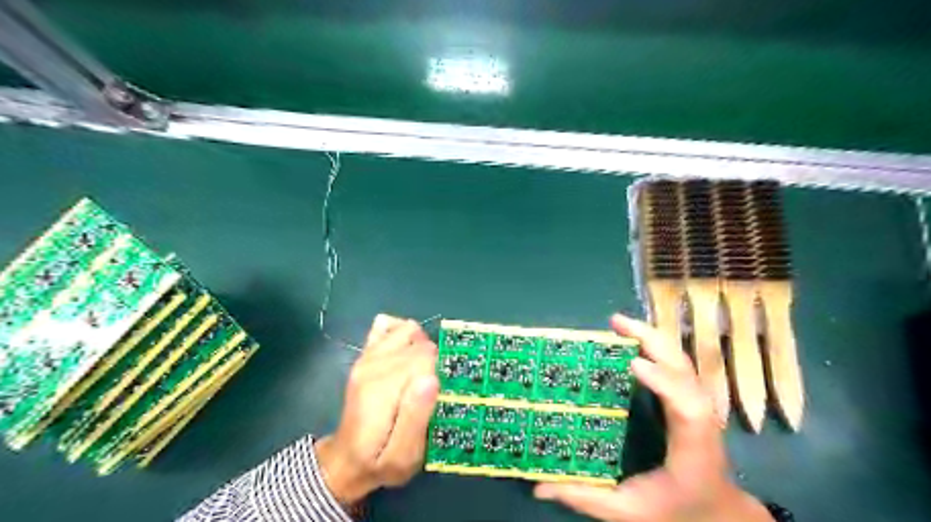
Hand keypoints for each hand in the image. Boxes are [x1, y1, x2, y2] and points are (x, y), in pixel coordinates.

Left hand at [316, 314, 441, 509]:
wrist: (345, 460)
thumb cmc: (378, 461)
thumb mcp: (402, 457)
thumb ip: (416, 419)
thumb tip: (432, 379)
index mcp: (381, 389)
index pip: (425, 357)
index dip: (440, 373)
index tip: (440, 395)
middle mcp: (372, 365)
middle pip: (420, 343)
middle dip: (434, 362)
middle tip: (432, 392)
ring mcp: (367, 356)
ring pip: (409, 330)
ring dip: (423, 347)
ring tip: (422, 373)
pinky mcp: (367, 354)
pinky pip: (390, 326)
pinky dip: (404, 333)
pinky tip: (407, 354)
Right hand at [534, 313, 774, 521]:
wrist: (717, 510)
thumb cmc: (675, 509)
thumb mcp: (628, 512)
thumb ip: (586, 498)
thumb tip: (539, 488)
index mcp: (691, 449)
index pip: (686, 408)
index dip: (664, 381)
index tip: (634, 363)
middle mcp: (701, 419)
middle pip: (685, 370)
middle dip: (653, 341)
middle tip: (616, 323)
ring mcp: (699, 404)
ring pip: (682, 360)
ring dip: (652, 336)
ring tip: (619, 323)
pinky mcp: (691, 397)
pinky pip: (676, 363)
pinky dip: (656, 344)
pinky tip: (633, 337)